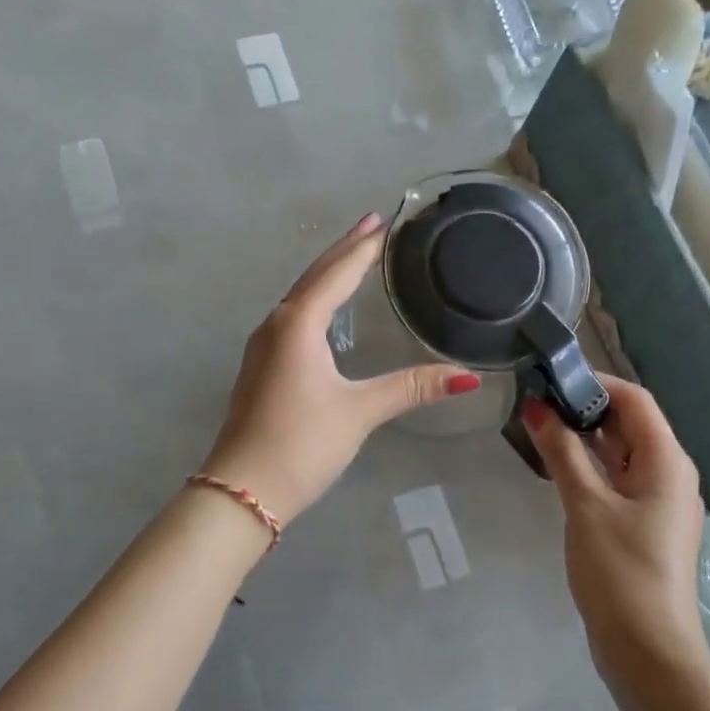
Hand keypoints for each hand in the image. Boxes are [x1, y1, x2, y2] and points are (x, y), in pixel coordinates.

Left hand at [200, 213, 481, 522]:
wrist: (241, 490)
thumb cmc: (301, 443)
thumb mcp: (359, 411)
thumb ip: (411, 388)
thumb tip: (468, 377)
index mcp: (298, 323)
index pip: (338, 272)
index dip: (364, 247)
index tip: (386, 221)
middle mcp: (277, 325)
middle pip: (315, 276)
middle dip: (345, 249)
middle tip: (373, 224)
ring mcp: (263, 347)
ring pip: (300, 296)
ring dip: (327, 274)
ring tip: (354, 257)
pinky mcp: (261, 368)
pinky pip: (292, 318)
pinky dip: (315, 301)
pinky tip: (324, 311)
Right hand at [522, 376, 707, 674]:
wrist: (648, 651)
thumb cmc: (620, 572)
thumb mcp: (586, 506)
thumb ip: (562, 452)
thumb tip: (538, 406)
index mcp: (667, 462)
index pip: (635, 400)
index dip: (596, 382)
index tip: (551, 377)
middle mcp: (670, 474)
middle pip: (631, 424)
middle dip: (586, 408)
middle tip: (537, 401)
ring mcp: (659, 502)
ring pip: (622, 453)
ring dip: (586, 438)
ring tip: (541, 427)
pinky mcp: (645, 524)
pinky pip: (619, 479)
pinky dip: (591, 466)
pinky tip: (559, 467)